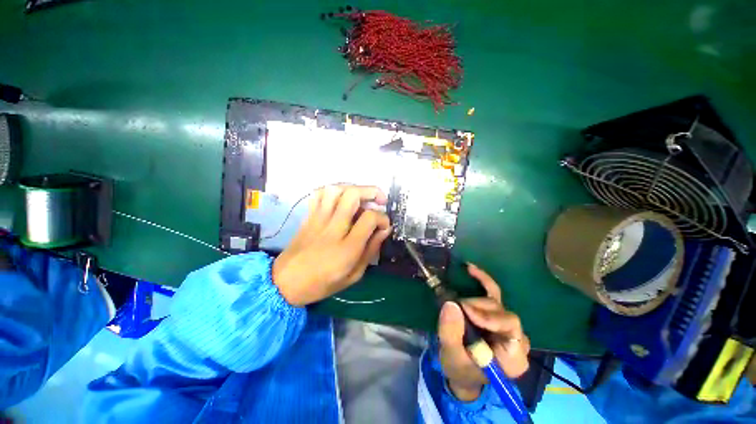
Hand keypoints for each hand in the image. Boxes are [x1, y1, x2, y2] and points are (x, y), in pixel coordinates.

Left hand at [272, 185, 391, 305]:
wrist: (285, 283)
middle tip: (379, 200)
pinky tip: (341, 199)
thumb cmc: (322, 283)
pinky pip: (319, 194)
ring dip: (353, 188)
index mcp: (347, 247)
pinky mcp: (309, 216)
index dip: (383, 218)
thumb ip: (371, 250)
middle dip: (371, 192)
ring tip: (361, 198)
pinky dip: (333, 191)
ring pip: (335, 189)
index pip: (370, 218)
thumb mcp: (354, 275)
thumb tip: (384, 230)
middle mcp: (333, 228)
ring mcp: (318, 219)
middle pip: (352, 195)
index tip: (384, 225)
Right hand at [438, 264, 529, 400]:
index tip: (465, 311)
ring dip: (474, 299)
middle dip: (477, 308)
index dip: (489, 316)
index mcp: (513, 357)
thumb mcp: (452, 355)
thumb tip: (451, 304)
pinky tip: (470, 269)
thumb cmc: (459, 368)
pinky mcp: (495, 314)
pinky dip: (482, 280)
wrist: (462, 372)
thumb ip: (451, 333)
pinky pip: (492, 293)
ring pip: (495, 302)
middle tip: (456, 308)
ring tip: (457, 303)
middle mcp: (516, 339)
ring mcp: (506, 325)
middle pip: (502, 312)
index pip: (511, 327)